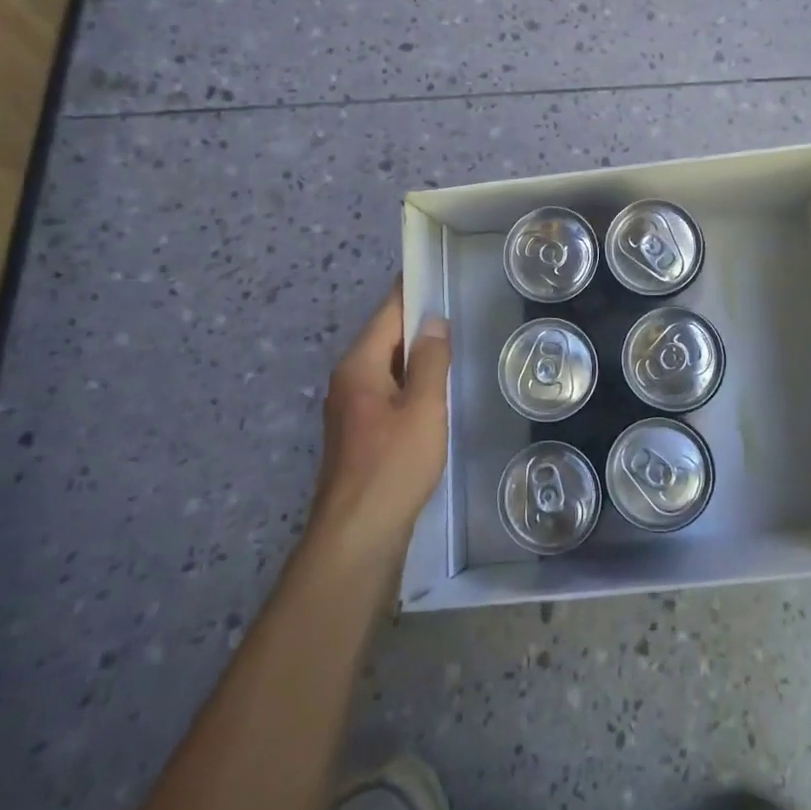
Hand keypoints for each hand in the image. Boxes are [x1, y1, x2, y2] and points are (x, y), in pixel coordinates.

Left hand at [307, 284, 450, 562]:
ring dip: (418, 357)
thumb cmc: (394, 466)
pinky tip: (437, 393)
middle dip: (420, 324)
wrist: (358, 538)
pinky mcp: (360, 435)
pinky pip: (389, 393)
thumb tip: (434, 321)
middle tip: (461, 309)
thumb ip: (432, 361)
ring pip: (388, 368)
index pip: (388, 313)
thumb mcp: (424, 408)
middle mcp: (348, 381)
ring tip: (456, 346)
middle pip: (386, 338)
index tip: (439, 271)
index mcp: (359, 366)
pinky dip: (412, 384)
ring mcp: (351, 410)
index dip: (413, 291)